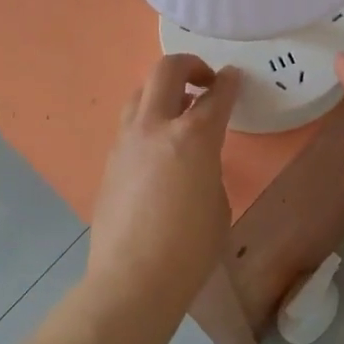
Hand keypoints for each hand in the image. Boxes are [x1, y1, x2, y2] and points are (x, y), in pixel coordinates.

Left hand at [87, 54, 240, 314]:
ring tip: (179, 111)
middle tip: (205, 81)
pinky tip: (157, 146)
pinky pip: (130, 124)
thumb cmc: (190, 248)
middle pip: (166, 71)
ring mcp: (126, 141)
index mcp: (194, 137)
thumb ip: (209, 166)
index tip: (234, 77)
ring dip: (163, 91)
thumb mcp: (218, 203)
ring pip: (140, 93)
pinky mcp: (110, 160)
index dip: (229, 82)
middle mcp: (155, 127)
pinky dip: (147, 120)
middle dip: (189, 66)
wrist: (132, 278)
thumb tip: (195, 158)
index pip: (216, 95)